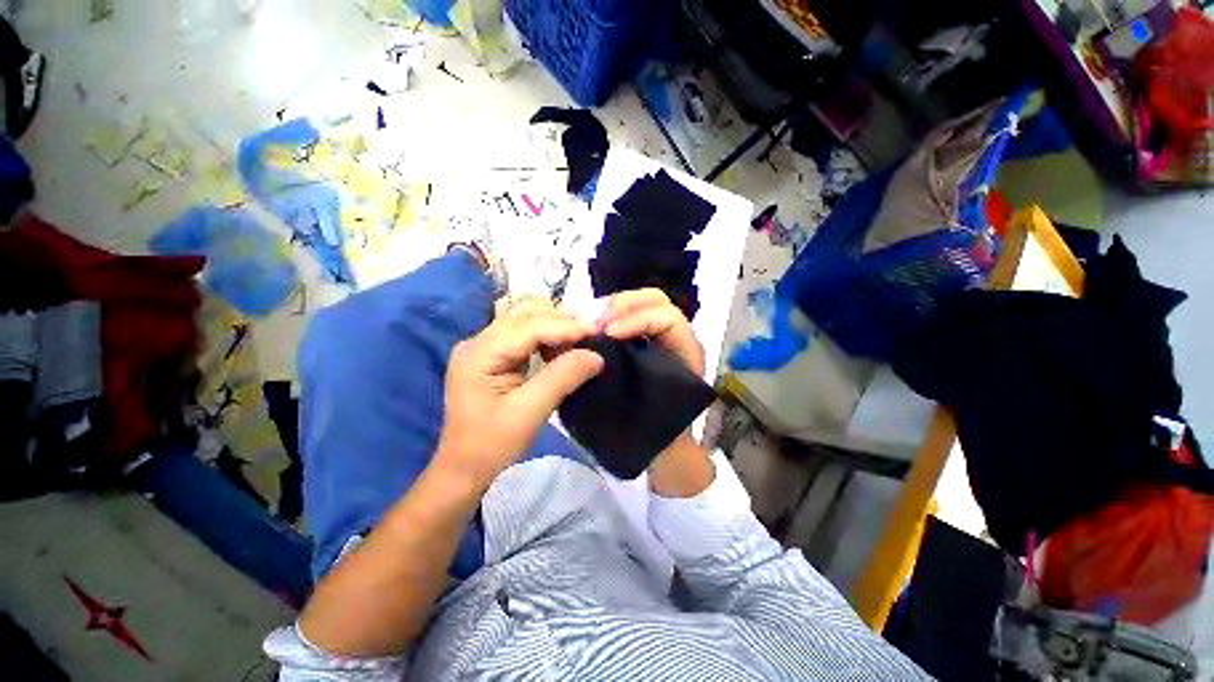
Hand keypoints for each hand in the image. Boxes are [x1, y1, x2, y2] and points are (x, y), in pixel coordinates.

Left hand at [436, 300, 602, 488]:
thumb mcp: (530, 413)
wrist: (464, 468)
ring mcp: (483, 347)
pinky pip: (525, 336)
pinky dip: (548, 339)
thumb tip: (596, 355)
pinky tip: (563, 348)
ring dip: (556, 329)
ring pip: (527, 323)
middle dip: (562, 323)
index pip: (527, 327)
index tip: (597, 332)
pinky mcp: (493, 355)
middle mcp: (478, 342)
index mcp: (479, 354)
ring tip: (582, 341)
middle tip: (593, 336)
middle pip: (525, 317)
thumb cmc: (492, 446)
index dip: (564, 326)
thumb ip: (562, 378)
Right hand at [598, 289, 713, 496]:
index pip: (667, 317)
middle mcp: (675, 338)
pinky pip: (625, 317)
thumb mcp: (653, 411)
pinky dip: (607, 319)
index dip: (637, 319)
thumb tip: (597, 360)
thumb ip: (633, 387)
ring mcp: (656, 336)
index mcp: (687, 352)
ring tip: (590, 325)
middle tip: (595, 324)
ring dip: (612, 309)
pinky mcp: (641, 340)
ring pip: (639, 304)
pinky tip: (591, 331)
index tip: (608, 334)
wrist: (665, 442)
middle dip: (623, 305)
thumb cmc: (663, 430)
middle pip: (654, 299)